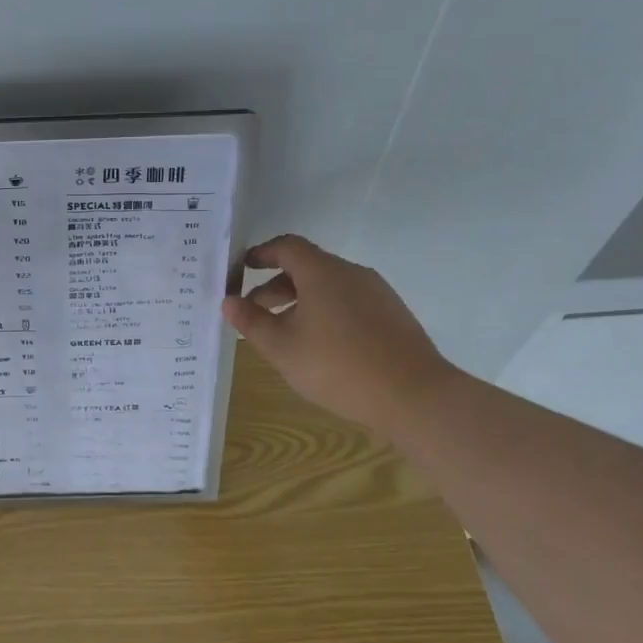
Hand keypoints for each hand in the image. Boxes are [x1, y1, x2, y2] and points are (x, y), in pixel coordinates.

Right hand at [221, 235, 455, 429]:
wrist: (412, 395)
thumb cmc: (337, 366)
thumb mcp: (282, 348)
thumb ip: (251, 322)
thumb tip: (229, 301)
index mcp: (323, 272)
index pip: (287, 247)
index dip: (262, 254)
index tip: (243, 268)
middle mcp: (352, 274)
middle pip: (308, 267)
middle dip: (276, 286)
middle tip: (254, 311)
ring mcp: (377, 293)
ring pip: (329, 287)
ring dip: (300, 302)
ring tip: (284, 334)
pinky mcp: (392, 315)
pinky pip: (349, 303)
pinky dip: (325, 312)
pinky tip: (320, 346)